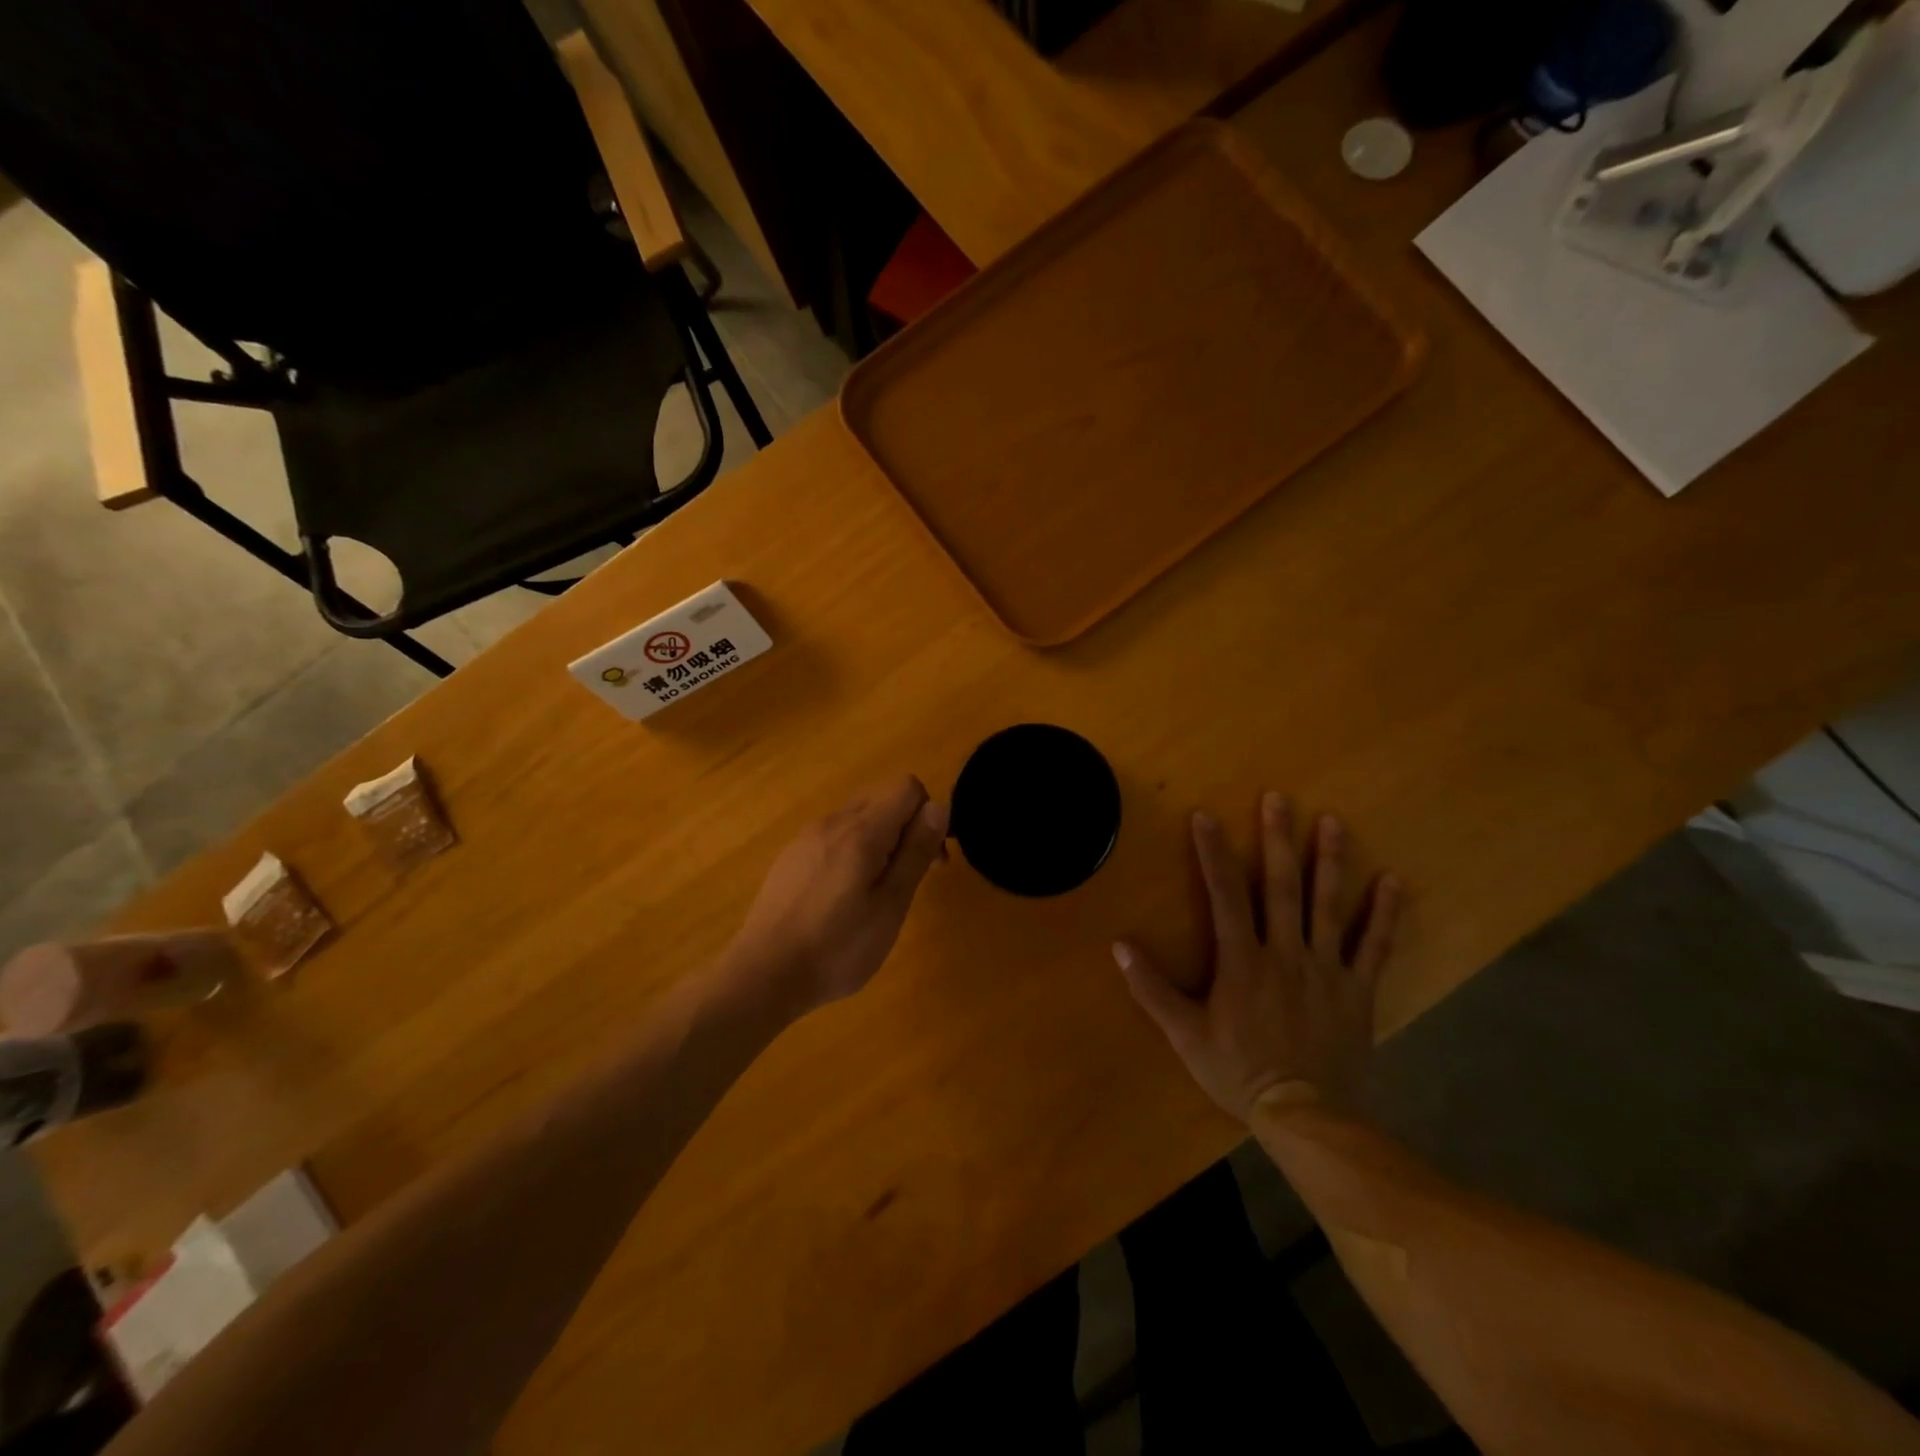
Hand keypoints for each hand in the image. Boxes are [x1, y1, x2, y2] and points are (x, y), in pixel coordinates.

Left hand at [727, 777, 948, 1017]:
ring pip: (857, 817)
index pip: (907, 787)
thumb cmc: (837, 946)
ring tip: (877, 893)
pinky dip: (853, 851)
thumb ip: (915, 852)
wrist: (763, 974)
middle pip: (882, 797)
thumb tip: (939, 808)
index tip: (930, 859)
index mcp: (860, 830)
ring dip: (880, 840)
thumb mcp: (890, 905)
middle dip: (906, 826)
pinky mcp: (791, 857)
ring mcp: (806, 837)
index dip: (928, 815)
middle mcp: (832, 821)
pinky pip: (834, 836)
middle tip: (910, 877)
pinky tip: (843, 898)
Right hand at [1113, 794, 1401, 1122]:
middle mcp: (1285, 954)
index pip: (1225, 896)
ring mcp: (1326, 970)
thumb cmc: (1239, 1072)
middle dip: (1277, 840)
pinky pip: (1375, 947)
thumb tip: (1119, 946)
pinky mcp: (1358, 990)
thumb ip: (1152, 988)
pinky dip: (1385, 914)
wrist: (1306, 1116)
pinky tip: (1394, 881)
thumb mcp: (1184, 1034)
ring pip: (1329, 907)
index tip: (1205, 816)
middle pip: (1281, 888)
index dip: (1213, 854)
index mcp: (1242, 961)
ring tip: (1333, 822)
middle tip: (1279, 799)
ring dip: (1330, 862)